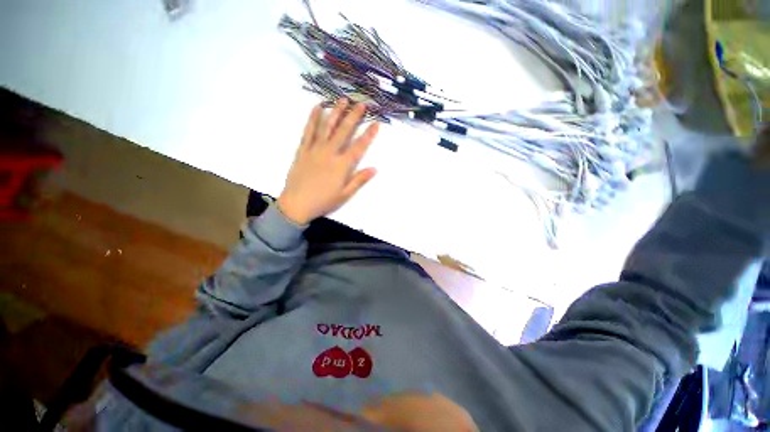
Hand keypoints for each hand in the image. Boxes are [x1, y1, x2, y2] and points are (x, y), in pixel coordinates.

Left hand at [277, 100, 379, 224]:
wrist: (297, 204)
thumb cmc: (324, 201)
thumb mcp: (345, 194)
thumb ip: (359, 180)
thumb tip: (374, 169)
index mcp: (342, 165)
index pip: (359, 147)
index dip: (369, 135)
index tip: (376, 123)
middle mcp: (330, 153)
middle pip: (344, 131)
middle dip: (354, 116)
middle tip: (362, 103)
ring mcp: (315, 149)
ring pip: (327, 127)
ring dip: (335, 112)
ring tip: (342, 99)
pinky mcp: (303, 149)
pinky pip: (308, 131)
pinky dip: (313, 118)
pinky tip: (317, 107)